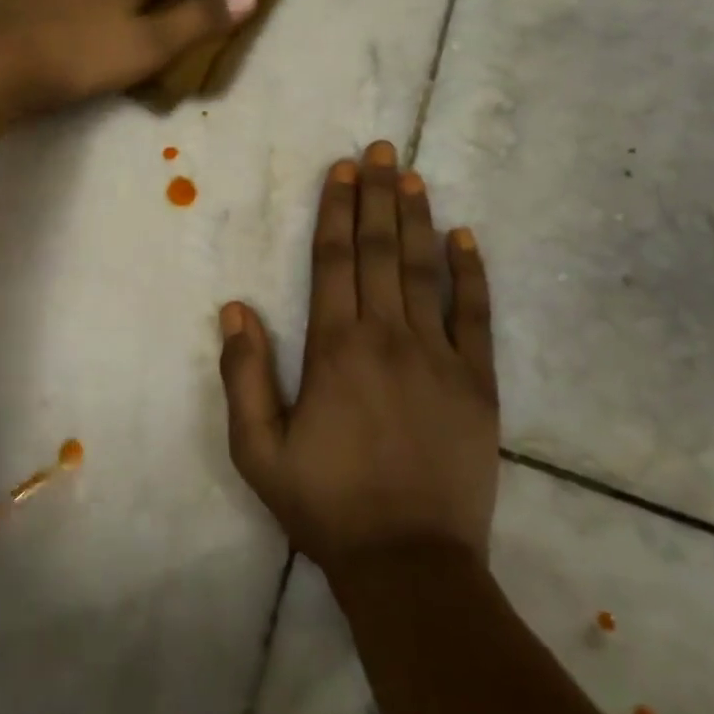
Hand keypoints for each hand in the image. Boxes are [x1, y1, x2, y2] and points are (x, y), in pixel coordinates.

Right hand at [218, 140, 499, 574]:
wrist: (410, 563)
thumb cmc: (326, 505)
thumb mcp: (259, 450)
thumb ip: (245, 375)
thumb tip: (235, 309)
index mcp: (335, 348)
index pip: (334, 261)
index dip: (337, 211)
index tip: (342, 170)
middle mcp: (388, 337)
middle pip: (380, 251)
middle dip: (378, 196)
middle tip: (380, 150)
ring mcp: (440, 357)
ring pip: (424, 271)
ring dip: (417, 220)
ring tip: (413, 177)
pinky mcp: (477, 383)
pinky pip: (476, 315)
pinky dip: (471, 274)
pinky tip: (465, 238)